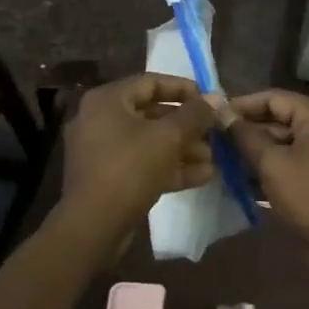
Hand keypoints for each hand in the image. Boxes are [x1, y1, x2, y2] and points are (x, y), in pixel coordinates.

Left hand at [60, 75, 216, 242]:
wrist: (94, 226)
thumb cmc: (129, 168)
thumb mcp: (168, 137)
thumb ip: (194, 115)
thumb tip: (214, 99)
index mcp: (107, 100)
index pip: (151, 82)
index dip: (184, 89)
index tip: (210, 100)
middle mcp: (100, 120)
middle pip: (152, 114)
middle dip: (187, 125)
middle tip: (214, 132)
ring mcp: (102, 151)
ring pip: (149, 141)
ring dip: (183, 148)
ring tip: (213, 158)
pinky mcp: (108, 178)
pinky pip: (143, 163)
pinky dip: (169, 167)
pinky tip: (202, 176)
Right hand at [225, 90, 308, 257]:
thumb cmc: (308, 195)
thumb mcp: (271, 164)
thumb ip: (245, 136)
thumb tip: (221, 112)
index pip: (273, 98)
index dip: (242, 105)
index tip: (215, 115)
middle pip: (279, 117)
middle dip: (248, 129)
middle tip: (217, 138)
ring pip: (284, 139)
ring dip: (257, 148)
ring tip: (225, 158)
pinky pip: (293, 157)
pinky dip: (271, 163)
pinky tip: (245, 176)